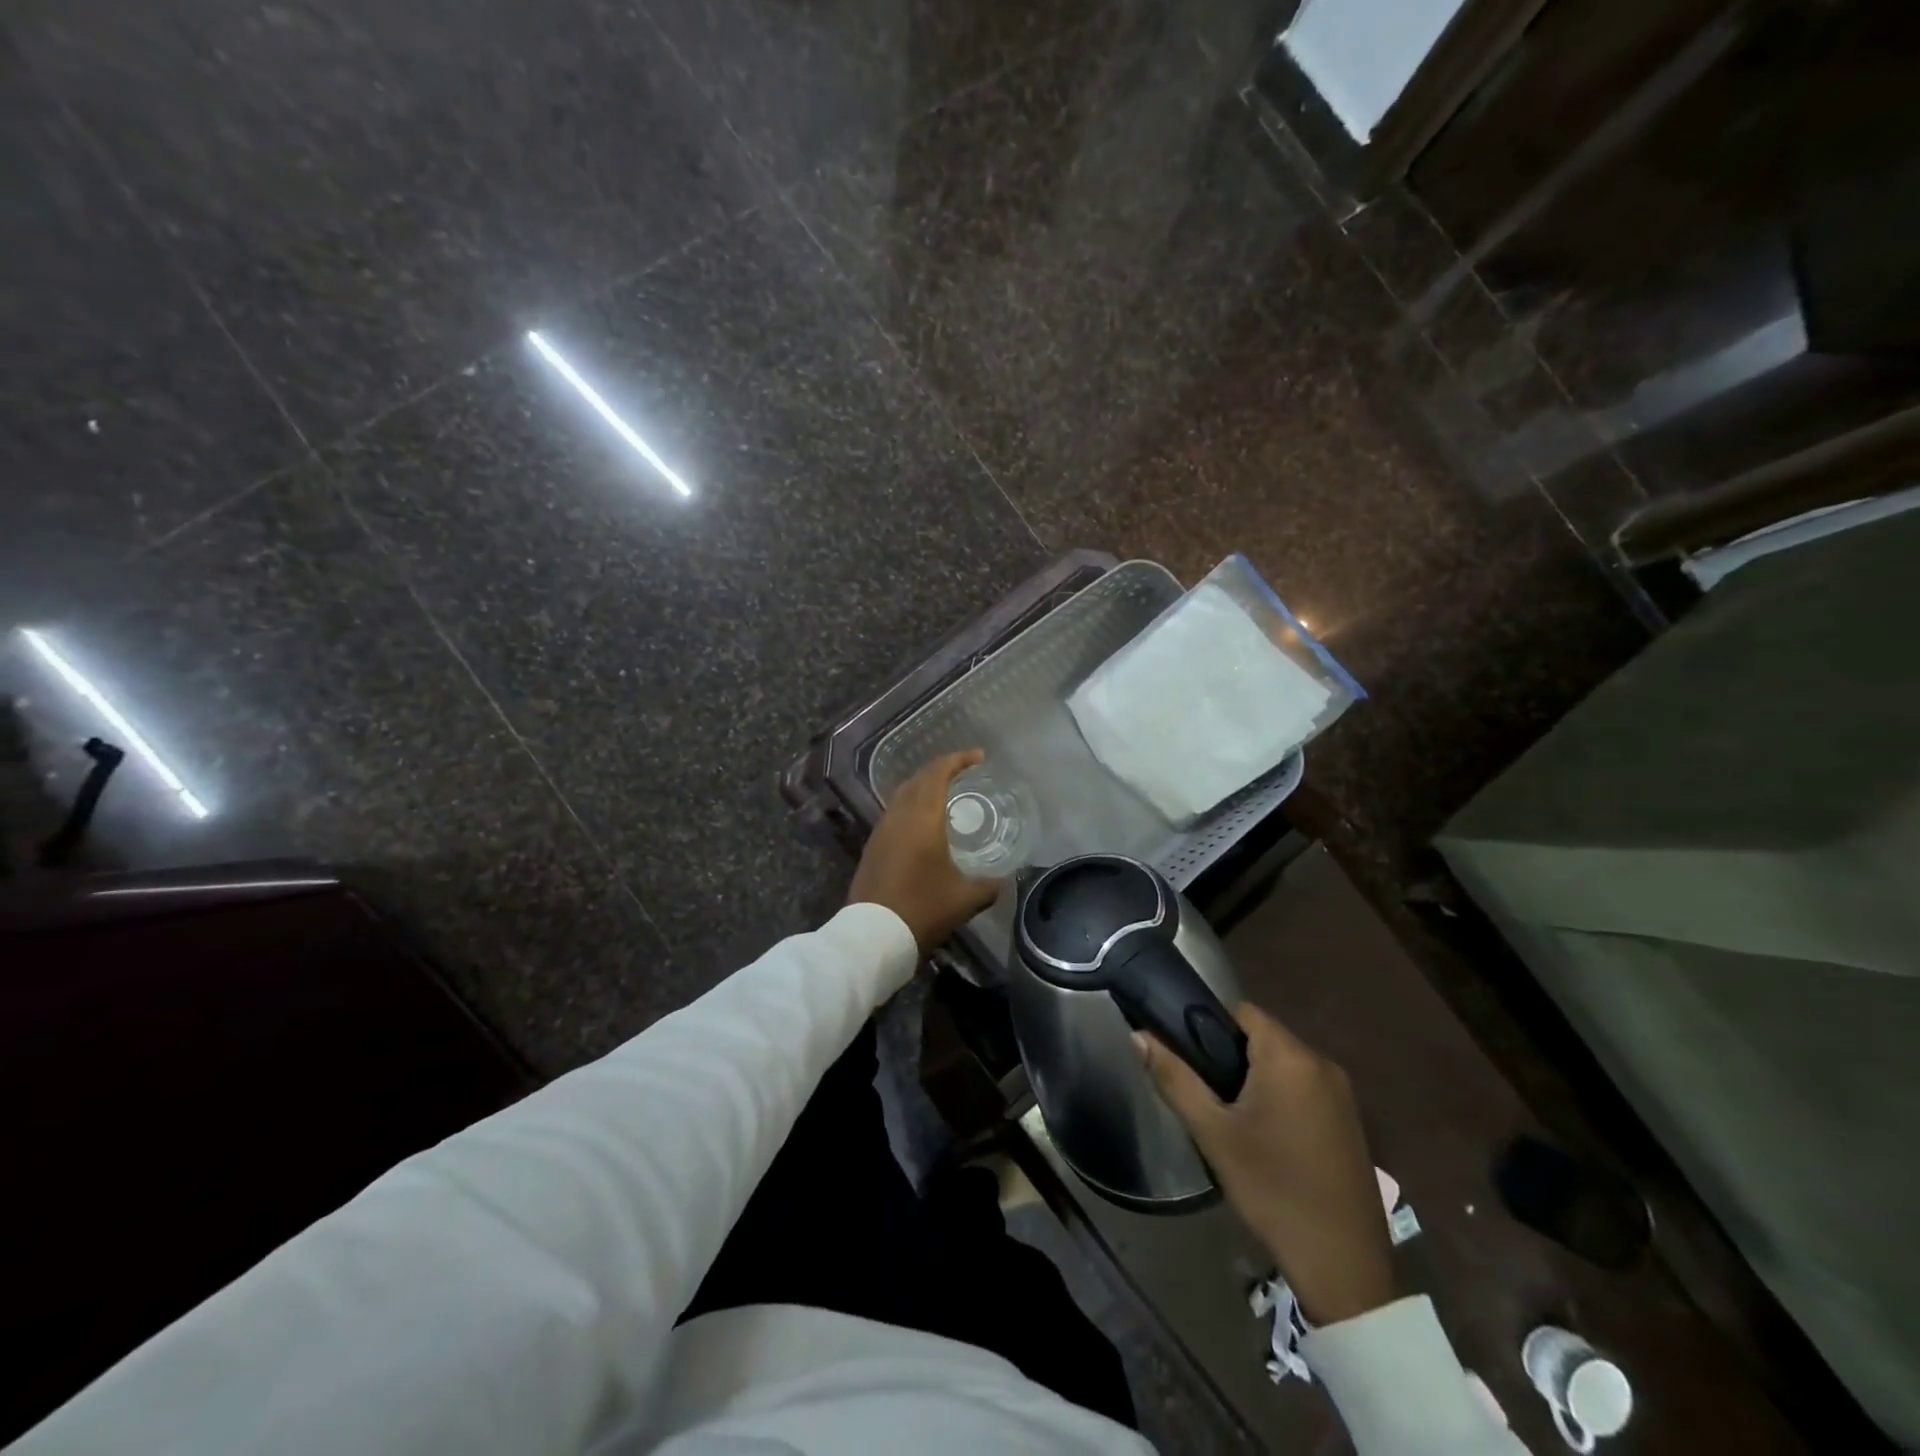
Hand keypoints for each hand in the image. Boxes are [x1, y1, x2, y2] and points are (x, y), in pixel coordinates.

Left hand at [848, 749, 1002, 953]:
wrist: (872, 936)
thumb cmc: (922, 909)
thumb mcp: (965, 899)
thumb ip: (988, 885)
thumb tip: (1002, 880)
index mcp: (923, 818)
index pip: (938, 773)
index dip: (958, 760)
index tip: (978, 757)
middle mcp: (898, 816)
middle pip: (918, 779)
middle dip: (941, 770)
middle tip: (964, 773)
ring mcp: (881, 831)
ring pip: (902, 795)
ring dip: (924, 788)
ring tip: (946, 796)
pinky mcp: (872, 847)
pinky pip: (894, 813)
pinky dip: (912, 807)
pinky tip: (923, 825)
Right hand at [1138, 1003, 1394, 1324]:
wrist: (1343, 1265)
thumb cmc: (1272, 1189)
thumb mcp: (1213, 1133)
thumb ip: (1174, 1077)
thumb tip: (1138, 1035)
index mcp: (1289, 1056)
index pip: (1241, 1011)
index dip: (1208, 1024)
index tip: (1187, 1054)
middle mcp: (1320, 1062)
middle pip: (1262, 1035)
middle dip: (1230, 1054)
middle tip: (1203, 1092)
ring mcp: (1342, 1092)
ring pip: (1283, 1062)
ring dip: (1255, 1076)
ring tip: (1228, 1115)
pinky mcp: (1350, 1120)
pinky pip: (1304, 1086)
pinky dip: (1280, 1095)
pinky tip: (1265, 1135)